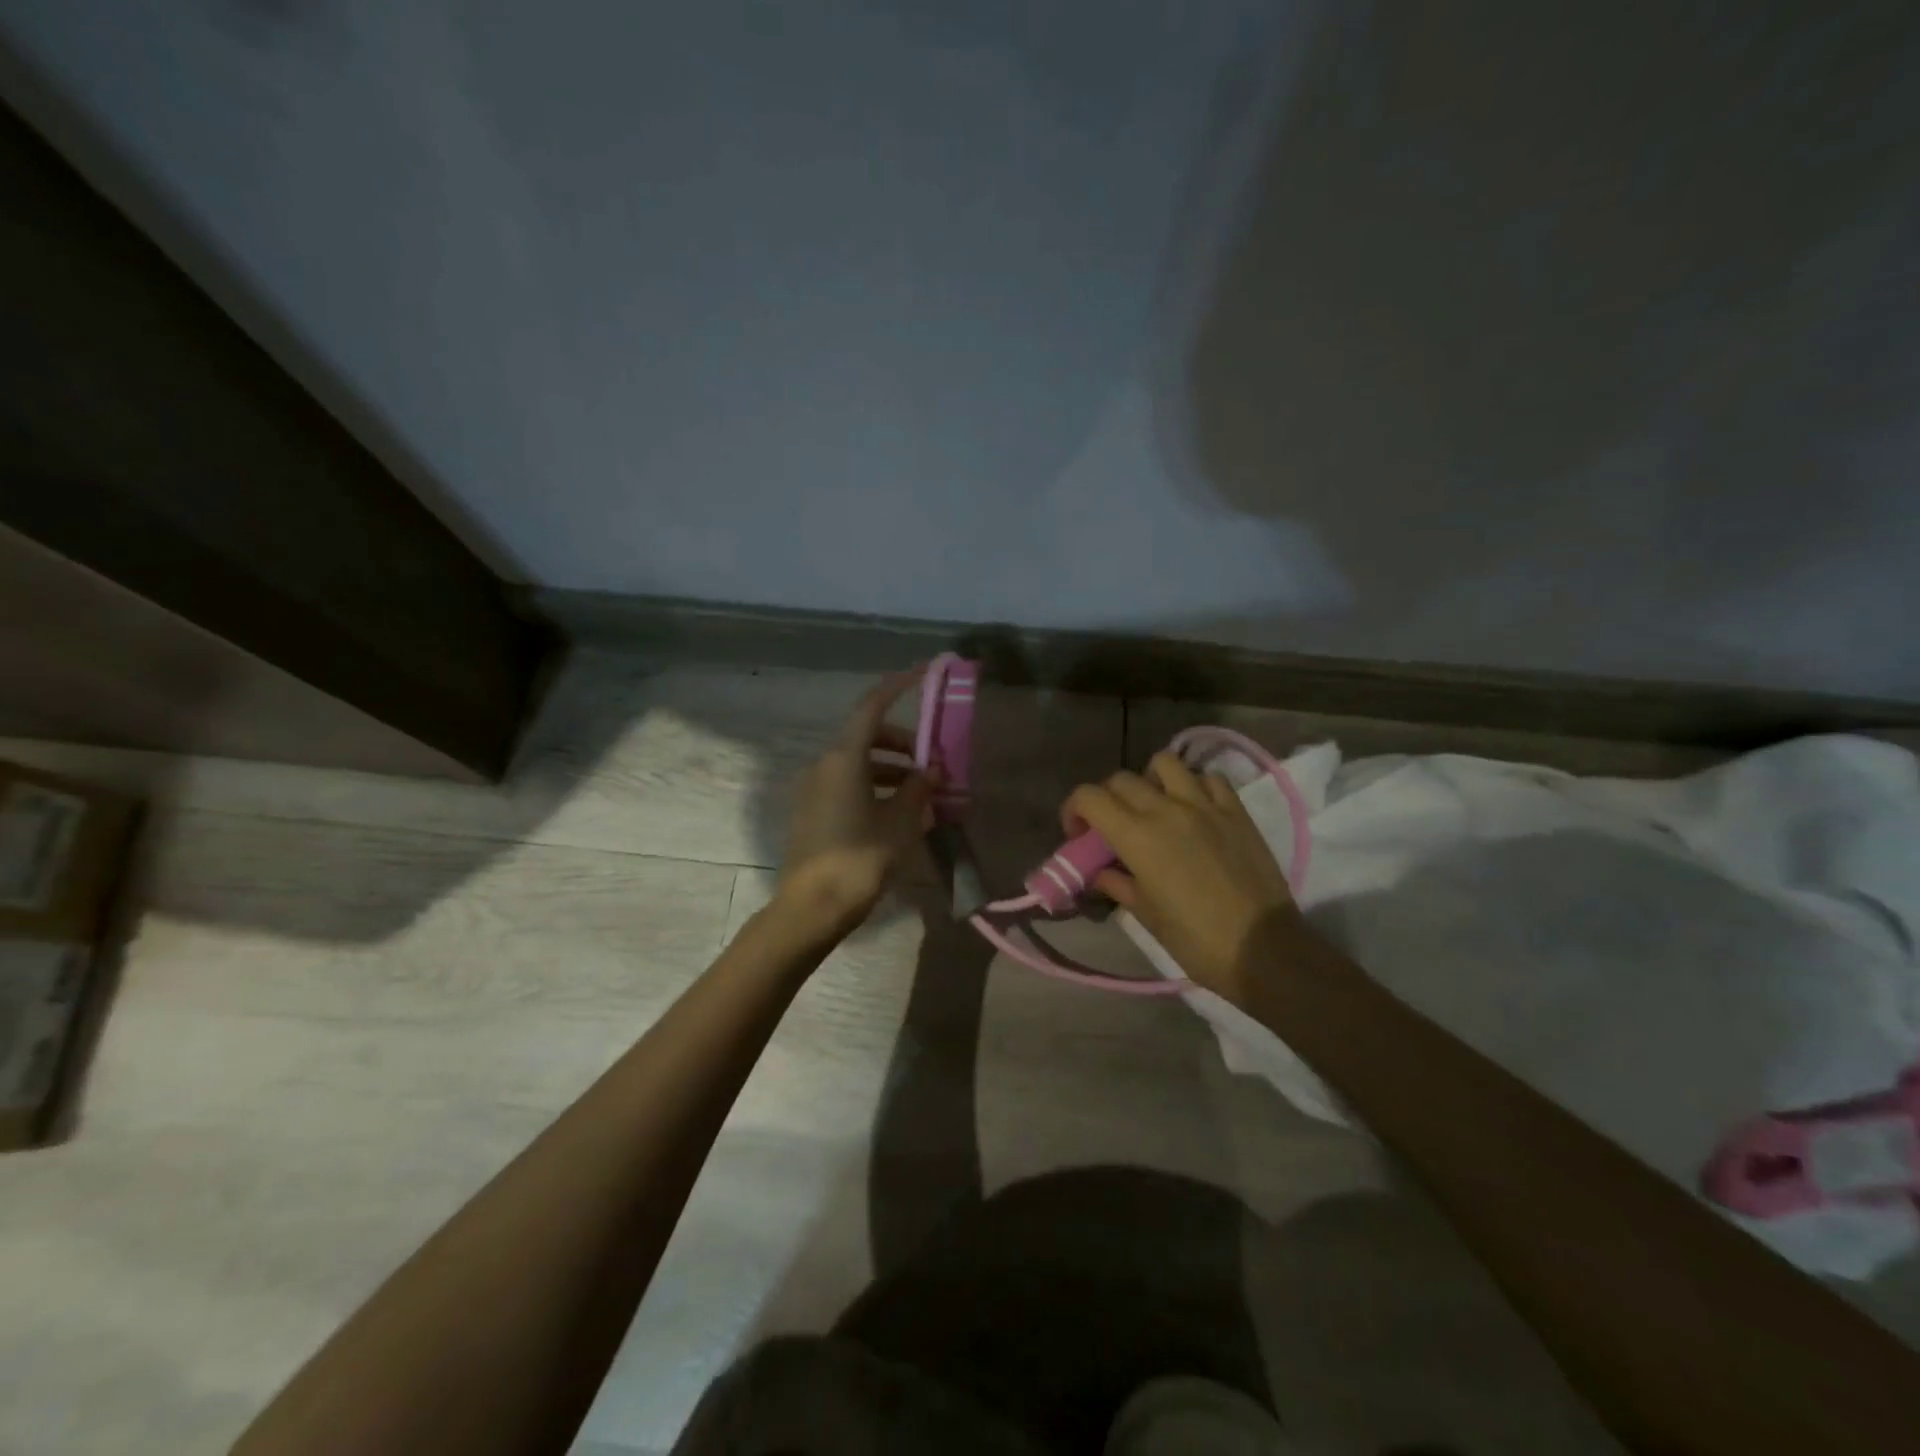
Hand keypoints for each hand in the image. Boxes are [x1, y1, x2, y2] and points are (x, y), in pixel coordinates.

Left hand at [773, 669, 933, 940]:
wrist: (812, 907)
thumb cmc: (860, 859)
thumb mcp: (899, 823)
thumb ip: (917, 790)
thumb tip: (931, 770)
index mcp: (843, 758)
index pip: (872, 707)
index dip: (897, 686)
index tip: (922, 674)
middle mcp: (824, 764)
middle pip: (866, 736)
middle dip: (902, 743)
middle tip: (932, 764)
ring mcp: (813, 788)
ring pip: (858, 762)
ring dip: (890, 769)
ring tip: (922, 794)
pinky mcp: (812, 810)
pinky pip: (847, 784)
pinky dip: (873, 786)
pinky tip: (897, 811)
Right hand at [1062, 751, 1298, 999]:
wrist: (1264, 949)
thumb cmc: (1196, 940)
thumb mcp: (1146, 915)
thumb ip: (1117, 883)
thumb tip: (1100, 872)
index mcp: (1137, 836)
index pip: (1090, 797)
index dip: (1074, 809)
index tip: (1077, 834)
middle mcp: (1167, 809)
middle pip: (1121, 780)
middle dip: (1106, 799)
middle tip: (1111, 826)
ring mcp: (1205, 805)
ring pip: (1165, 763)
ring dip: (1150, 779)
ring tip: (1154, 805)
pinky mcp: (1236, 811)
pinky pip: (1209, 778)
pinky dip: (1194, 785)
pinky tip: (1194, 808)